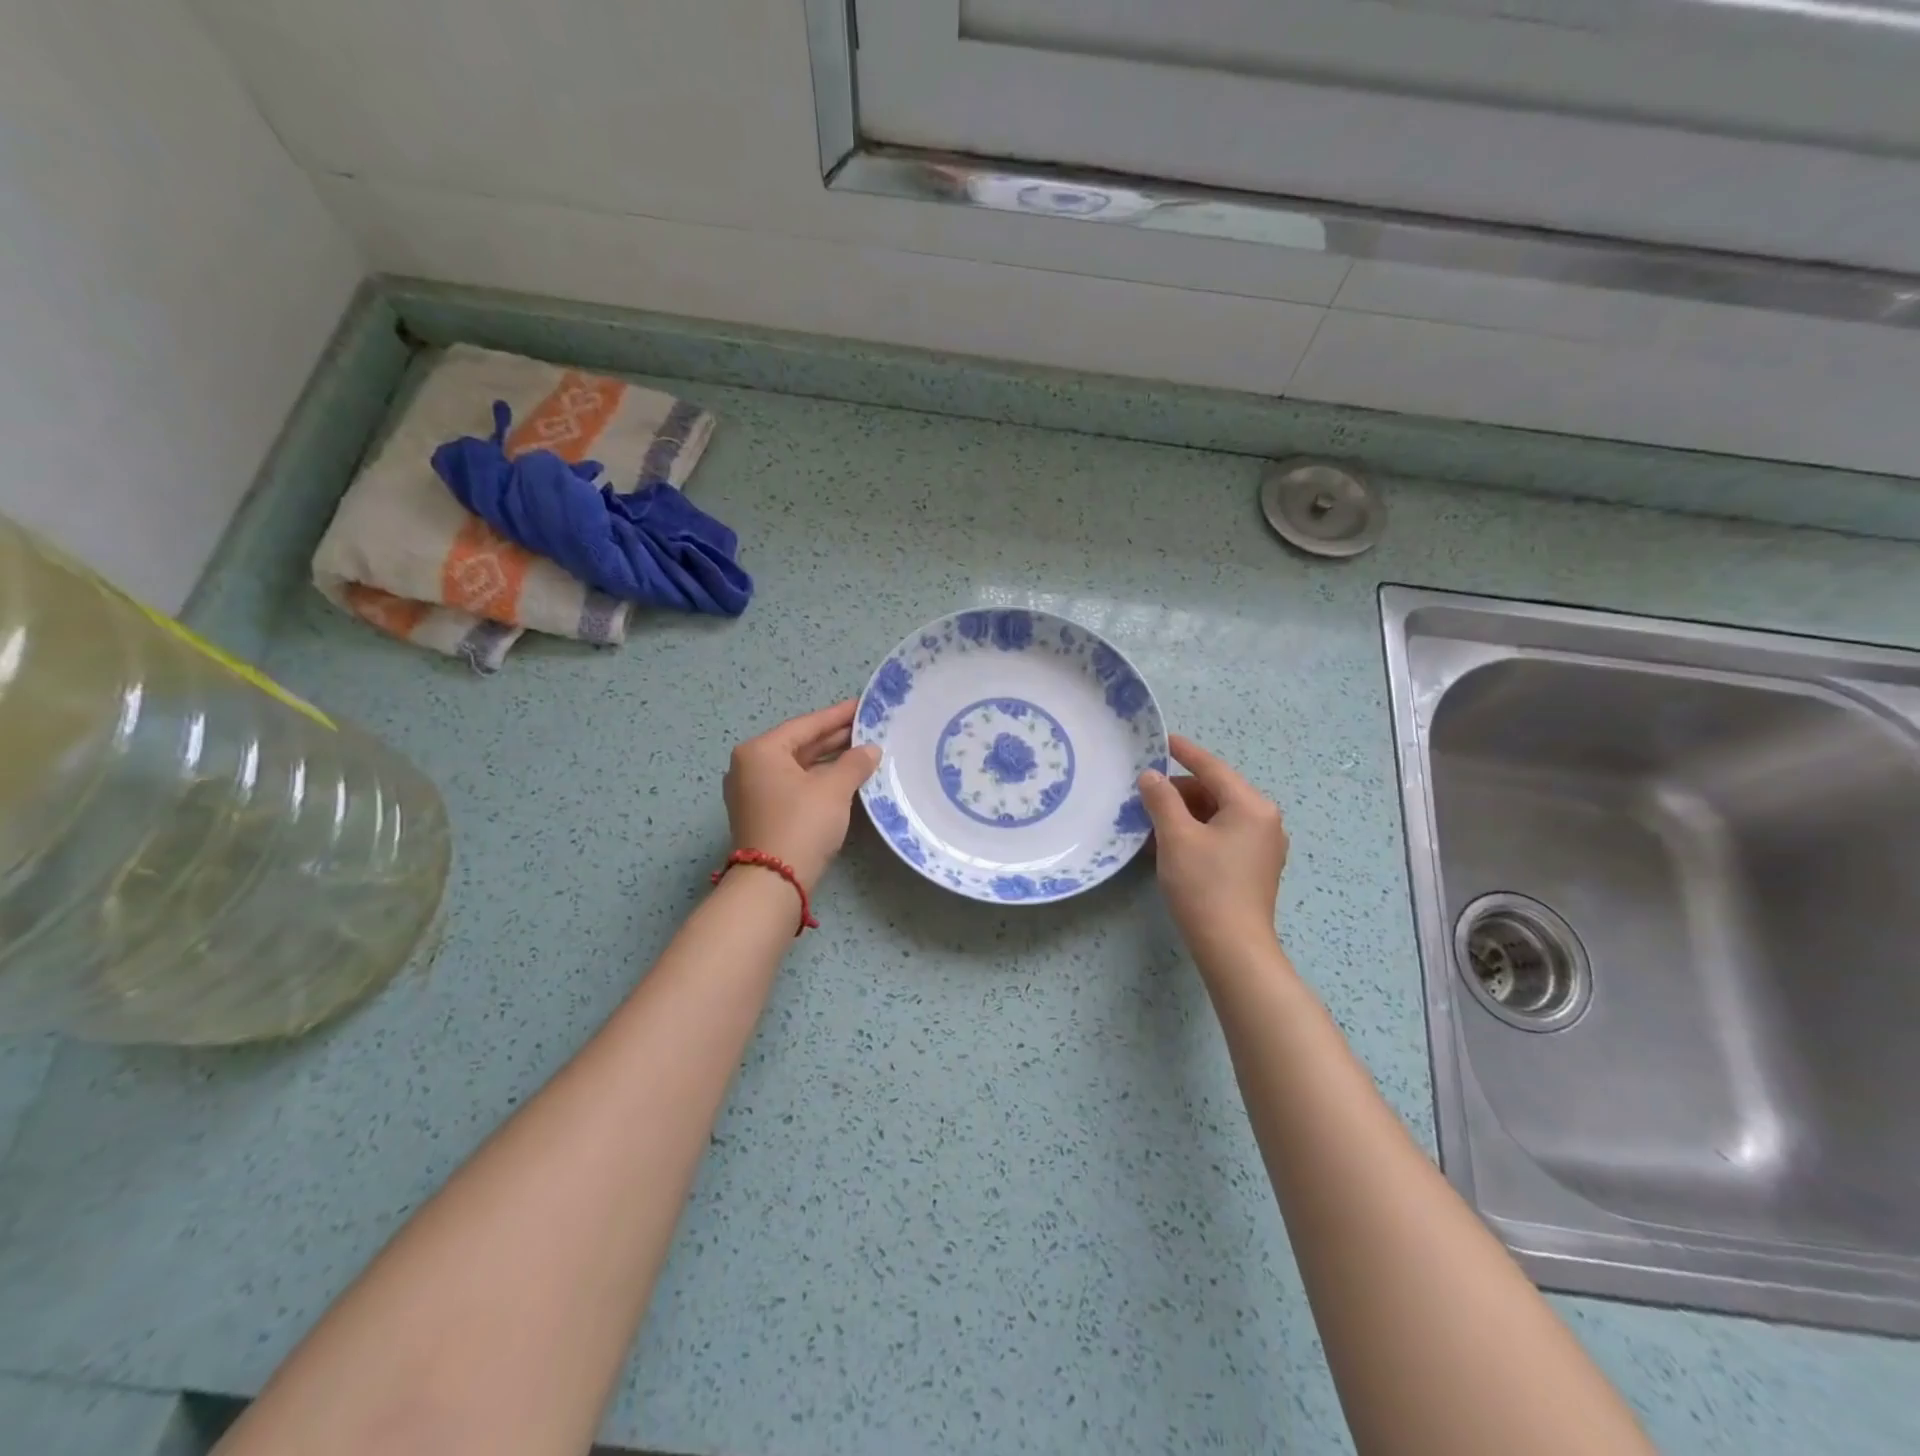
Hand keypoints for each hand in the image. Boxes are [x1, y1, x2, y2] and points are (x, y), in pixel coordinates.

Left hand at [723, 700, 881, 890]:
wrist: (773, 882)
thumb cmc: (801, 824)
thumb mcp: (833, 789)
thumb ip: (854, 763)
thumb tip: (871, 750)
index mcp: (760, 751)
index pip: (806, 725)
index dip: (838, 715)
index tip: (863, 706)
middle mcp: (749, 766)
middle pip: (799, 745)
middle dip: (834, 738)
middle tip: (868, 729)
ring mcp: (752, 792)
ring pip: (797, 767)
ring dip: (828, 761)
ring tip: (862, 752)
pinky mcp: (761, 814)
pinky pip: (793, 786)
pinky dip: (817, 780)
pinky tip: (843, 778)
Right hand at [1137, 734, 1289, 961]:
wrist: (1232, 947)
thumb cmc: (1204, 885)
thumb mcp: (1176, 836)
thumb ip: (1162, 799)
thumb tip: (1151, 776)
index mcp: (1252, 806)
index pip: (1213, 769)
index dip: (1185, 753)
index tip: (1163, 740)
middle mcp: (1265, 820)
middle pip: (1215, 792)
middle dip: (1179, 792)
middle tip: (1144, 795)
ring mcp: (1263, 846)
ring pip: (1217, 816)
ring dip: (1184, 814)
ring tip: (1151, 821)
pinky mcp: (1254, 868)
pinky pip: (1222, 836)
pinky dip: (1196, 833)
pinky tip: (1170, 843)